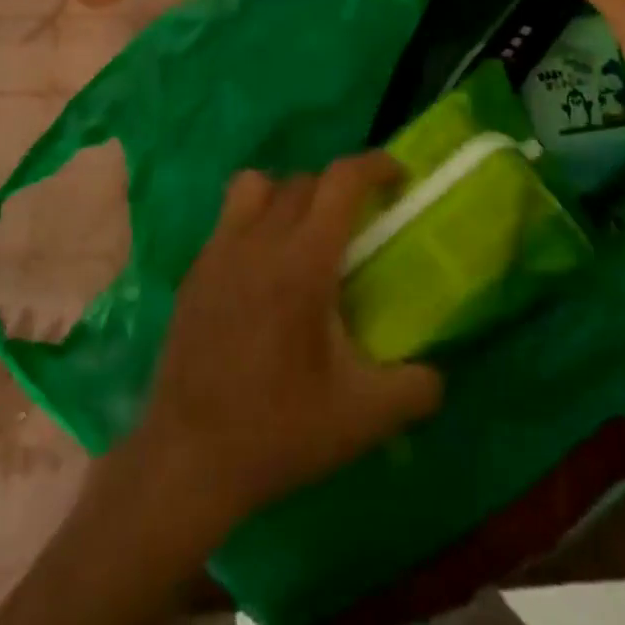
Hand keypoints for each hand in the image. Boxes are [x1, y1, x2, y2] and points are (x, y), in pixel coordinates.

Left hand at [120, 153, 443, 537]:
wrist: (186, 460)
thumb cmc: (277, 429)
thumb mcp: (362, 418)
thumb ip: (413, 390)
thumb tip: (438, 376)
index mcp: (304, 260)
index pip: (341, 180)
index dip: (375, 165)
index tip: (398, 176)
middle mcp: (259, 240)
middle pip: (304, 180)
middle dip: (338, 189)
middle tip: (358, 223)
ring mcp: (219, 251)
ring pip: (256, 186)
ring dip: (287, 194)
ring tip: (302, 233)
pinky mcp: (194, 272)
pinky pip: (229, 219)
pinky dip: (254, 223)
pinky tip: (262, 273)